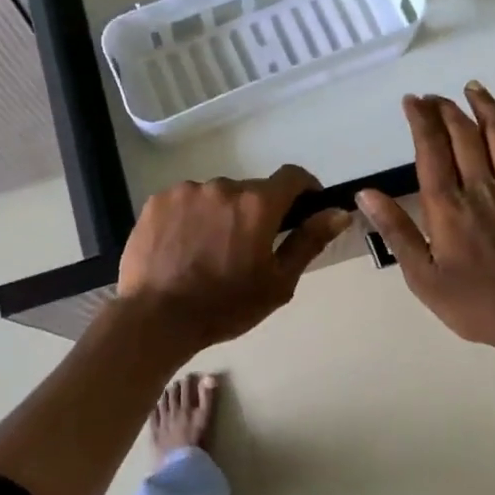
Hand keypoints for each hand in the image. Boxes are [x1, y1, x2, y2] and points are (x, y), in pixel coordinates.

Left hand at [117, 165, 351, 352]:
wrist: (156, 318)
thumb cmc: (225, 306)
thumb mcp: (278, 282)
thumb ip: (309, 241)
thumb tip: (339, 213)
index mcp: (258, 205)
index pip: (292, 176)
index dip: (304, 188)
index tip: (304, 207)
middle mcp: (224, 187)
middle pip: (251, 191)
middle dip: (256, 212)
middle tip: (247, 248)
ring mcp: (187, 191)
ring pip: (216, 196)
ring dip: (221, 214)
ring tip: (209, 251)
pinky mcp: (158, 201)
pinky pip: (185, 202)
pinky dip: (191, 218)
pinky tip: (183, 247)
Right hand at [358, 84, 494, 356]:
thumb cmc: (473, 304)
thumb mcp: (422, 277)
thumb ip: (396, 231)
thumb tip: (366, 194)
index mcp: (448, 208)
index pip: (430, 152)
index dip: (420, 121)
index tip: (412, 100)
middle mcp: (481, 189)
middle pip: (463, 137)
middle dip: (446, 110)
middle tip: (435, 96)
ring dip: (485, 108)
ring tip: (473, 87)